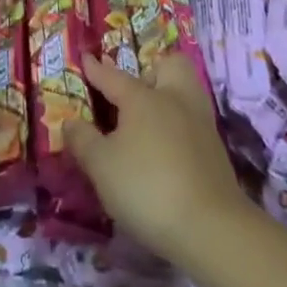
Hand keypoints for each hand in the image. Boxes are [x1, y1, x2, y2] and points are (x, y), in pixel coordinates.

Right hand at [64, 54, 244, 266]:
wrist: (211, 228)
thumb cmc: (147, 187)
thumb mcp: (101, 166)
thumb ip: (83, 140)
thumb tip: (70, 122)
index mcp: (143, 98)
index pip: (113, 76)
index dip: (96, 68)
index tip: (86, 57)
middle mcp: (174, 100)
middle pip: (170, 67)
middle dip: (152, 72)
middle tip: (135, 94)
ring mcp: (200, 124)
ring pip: (188, 91)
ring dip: (170, 97)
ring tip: (151, 120)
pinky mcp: (216, 151)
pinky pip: (195, 122)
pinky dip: (180, 127)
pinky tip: (168, 149)